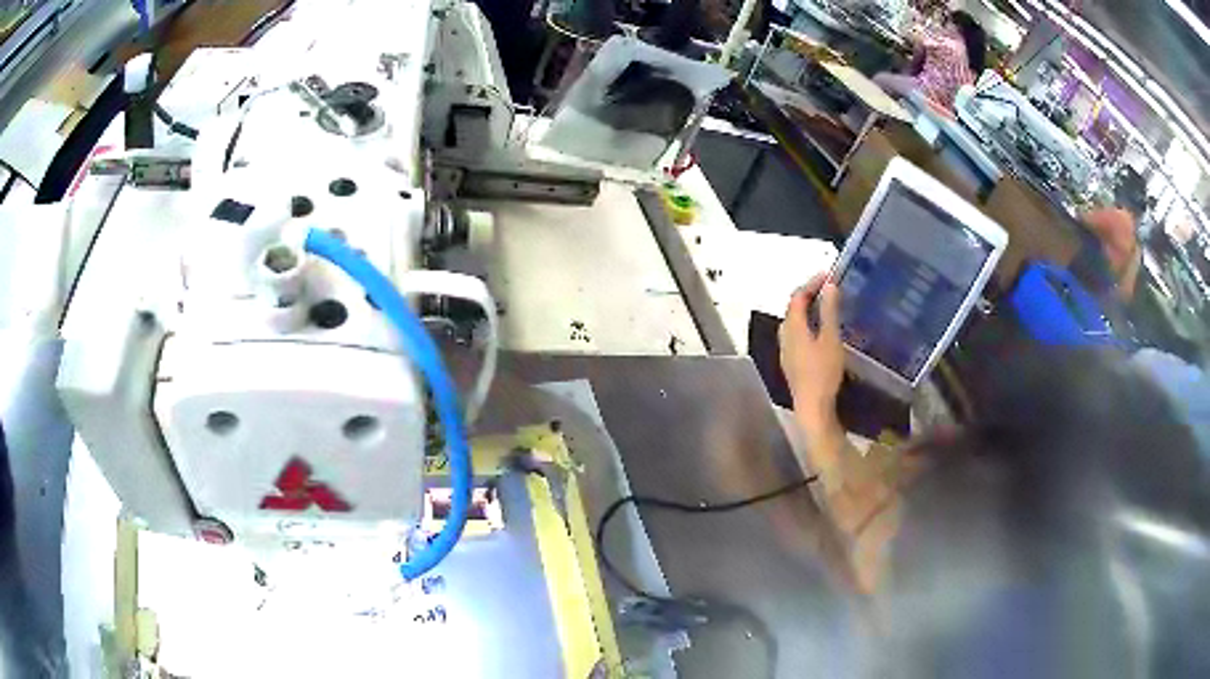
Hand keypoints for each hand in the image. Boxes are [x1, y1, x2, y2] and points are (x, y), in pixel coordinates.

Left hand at [779, 274, 843, 434]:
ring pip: (793, 324)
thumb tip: (829, 285)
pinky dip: (807, 326)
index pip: (797, 297)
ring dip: (807, 311)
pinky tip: (820, 333)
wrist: (812, 408)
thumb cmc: (823, 372)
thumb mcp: (831, 339)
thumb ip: (830, 311)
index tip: (828, 275)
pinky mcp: (791, 364)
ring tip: (825, 307)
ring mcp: (786, 352)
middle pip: (793, 309)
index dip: (811, 283)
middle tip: (827, 289)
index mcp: (792, 327)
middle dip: (808, 295)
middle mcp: (784, 337)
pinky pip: (796, 336)